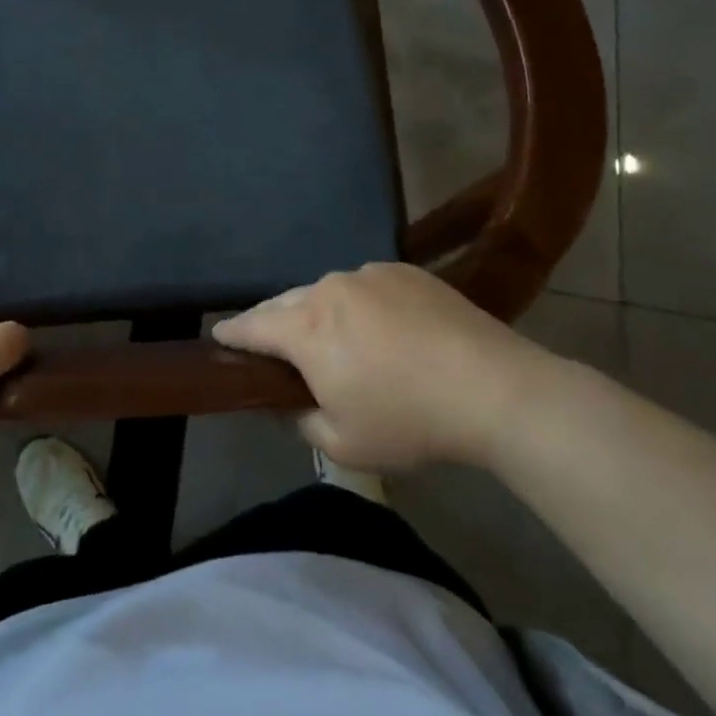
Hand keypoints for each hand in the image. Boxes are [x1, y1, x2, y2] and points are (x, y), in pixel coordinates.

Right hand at [212, 262, 554, 471]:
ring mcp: (368, 274)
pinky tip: (381, 327)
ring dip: (318, 311)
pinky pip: (364, 285)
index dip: (230, 334)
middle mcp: (328, 289)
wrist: (496, 390)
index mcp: (305, 329)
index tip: (218, 337)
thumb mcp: (343, 444)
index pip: (250, 326)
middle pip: (284, 302)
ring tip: (333, 337)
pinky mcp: (404, 271)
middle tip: (273, 345)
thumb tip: (289, 402)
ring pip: (325, 291)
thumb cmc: (410, 421)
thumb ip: (300, 421)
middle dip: (272, 322)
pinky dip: (358, 303)